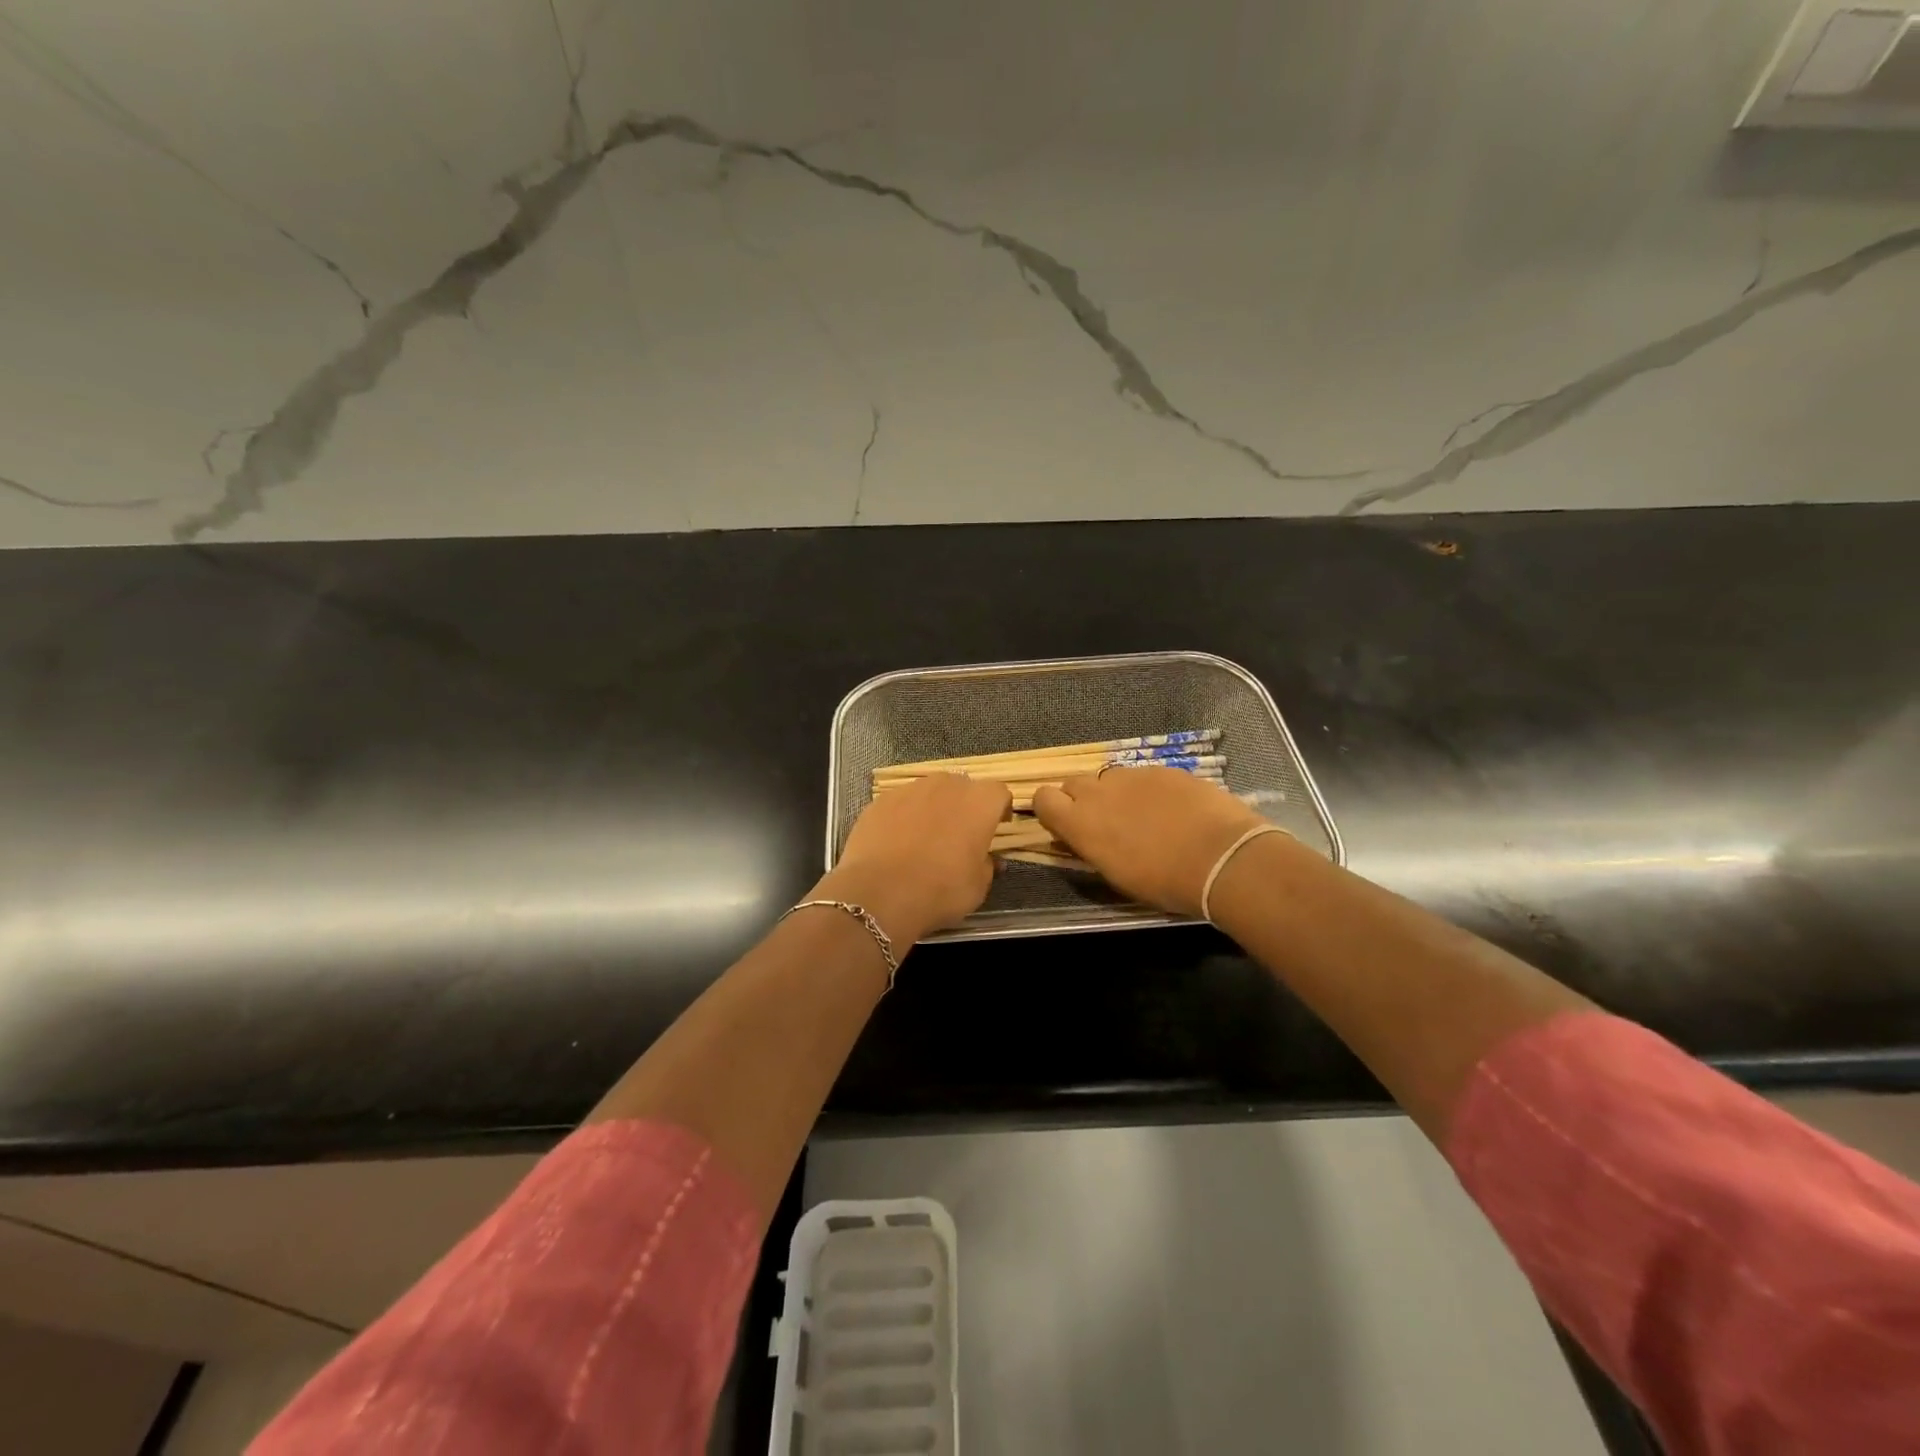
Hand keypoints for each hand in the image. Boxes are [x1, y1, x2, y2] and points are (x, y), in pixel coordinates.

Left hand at [814, 773, 1012, 946]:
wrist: (879, 894)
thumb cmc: (939, 890)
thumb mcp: (977, 887)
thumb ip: (987, 865)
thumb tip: (988, 859)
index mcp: (978, 803)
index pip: (998, 793)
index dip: (999, 809)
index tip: (996, 828)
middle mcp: (947, 786)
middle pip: (963, 787)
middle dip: (965, 806)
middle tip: (959, 834)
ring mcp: (911, 789)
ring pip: (930, 791)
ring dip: (934, 807)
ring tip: (925, 837)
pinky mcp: (881, 800)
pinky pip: (901, 802)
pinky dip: (904, 815)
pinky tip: (897, 841)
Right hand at [1033, 767, 1267, 917]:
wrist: (1221, 857)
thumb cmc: (1164, 881)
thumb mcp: (1116, 875)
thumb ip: (1092, 848)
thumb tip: (1082, 837)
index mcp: (1080, 823)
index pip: (1043, 798)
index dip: (1051, 809)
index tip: (1066, 825)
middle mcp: (1099, 792)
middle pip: (1073, 783)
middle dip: (1082, 800)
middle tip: (1106, 823)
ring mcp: (1132, 775)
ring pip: (1109, 777)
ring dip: (1115, 793)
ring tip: (1142, 815)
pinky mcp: (1163, 769)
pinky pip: (1143, 775)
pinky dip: (1148, 789)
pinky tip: (1172, 808)